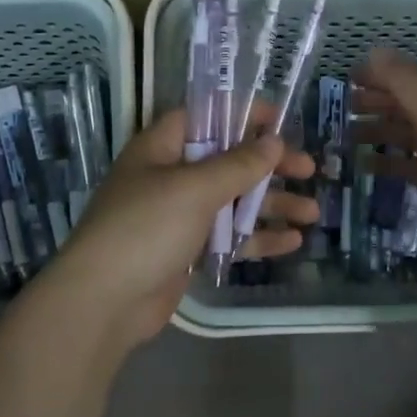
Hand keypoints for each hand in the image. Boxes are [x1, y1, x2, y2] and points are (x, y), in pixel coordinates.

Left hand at [32, 107, 318, 352]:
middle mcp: (170, 176)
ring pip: (234, 201)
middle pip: (228, 160)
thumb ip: (238, 164)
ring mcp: (179, 216)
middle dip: (269, 165)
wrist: (103, 302)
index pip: (206, 116)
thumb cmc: (146, 228)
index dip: (243, 114)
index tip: (282, 121)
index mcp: (161, 148)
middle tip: (309, 169)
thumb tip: (273, 141)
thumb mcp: (195, 188)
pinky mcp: (187, 251)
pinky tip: (292, 242)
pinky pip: (229, 236)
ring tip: (313, 212)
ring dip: (272, 204)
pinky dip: (258, 237)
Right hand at [352, 48, 416, 272]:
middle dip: (381, 102)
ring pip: (414, 135)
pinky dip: (391, 163)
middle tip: (344, 107)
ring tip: (347, 135)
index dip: (388, 74)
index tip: (351, 79)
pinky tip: (365, 165)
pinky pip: (415, 166)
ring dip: (382, 132)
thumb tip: (374, 51)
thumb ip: (405, 82)